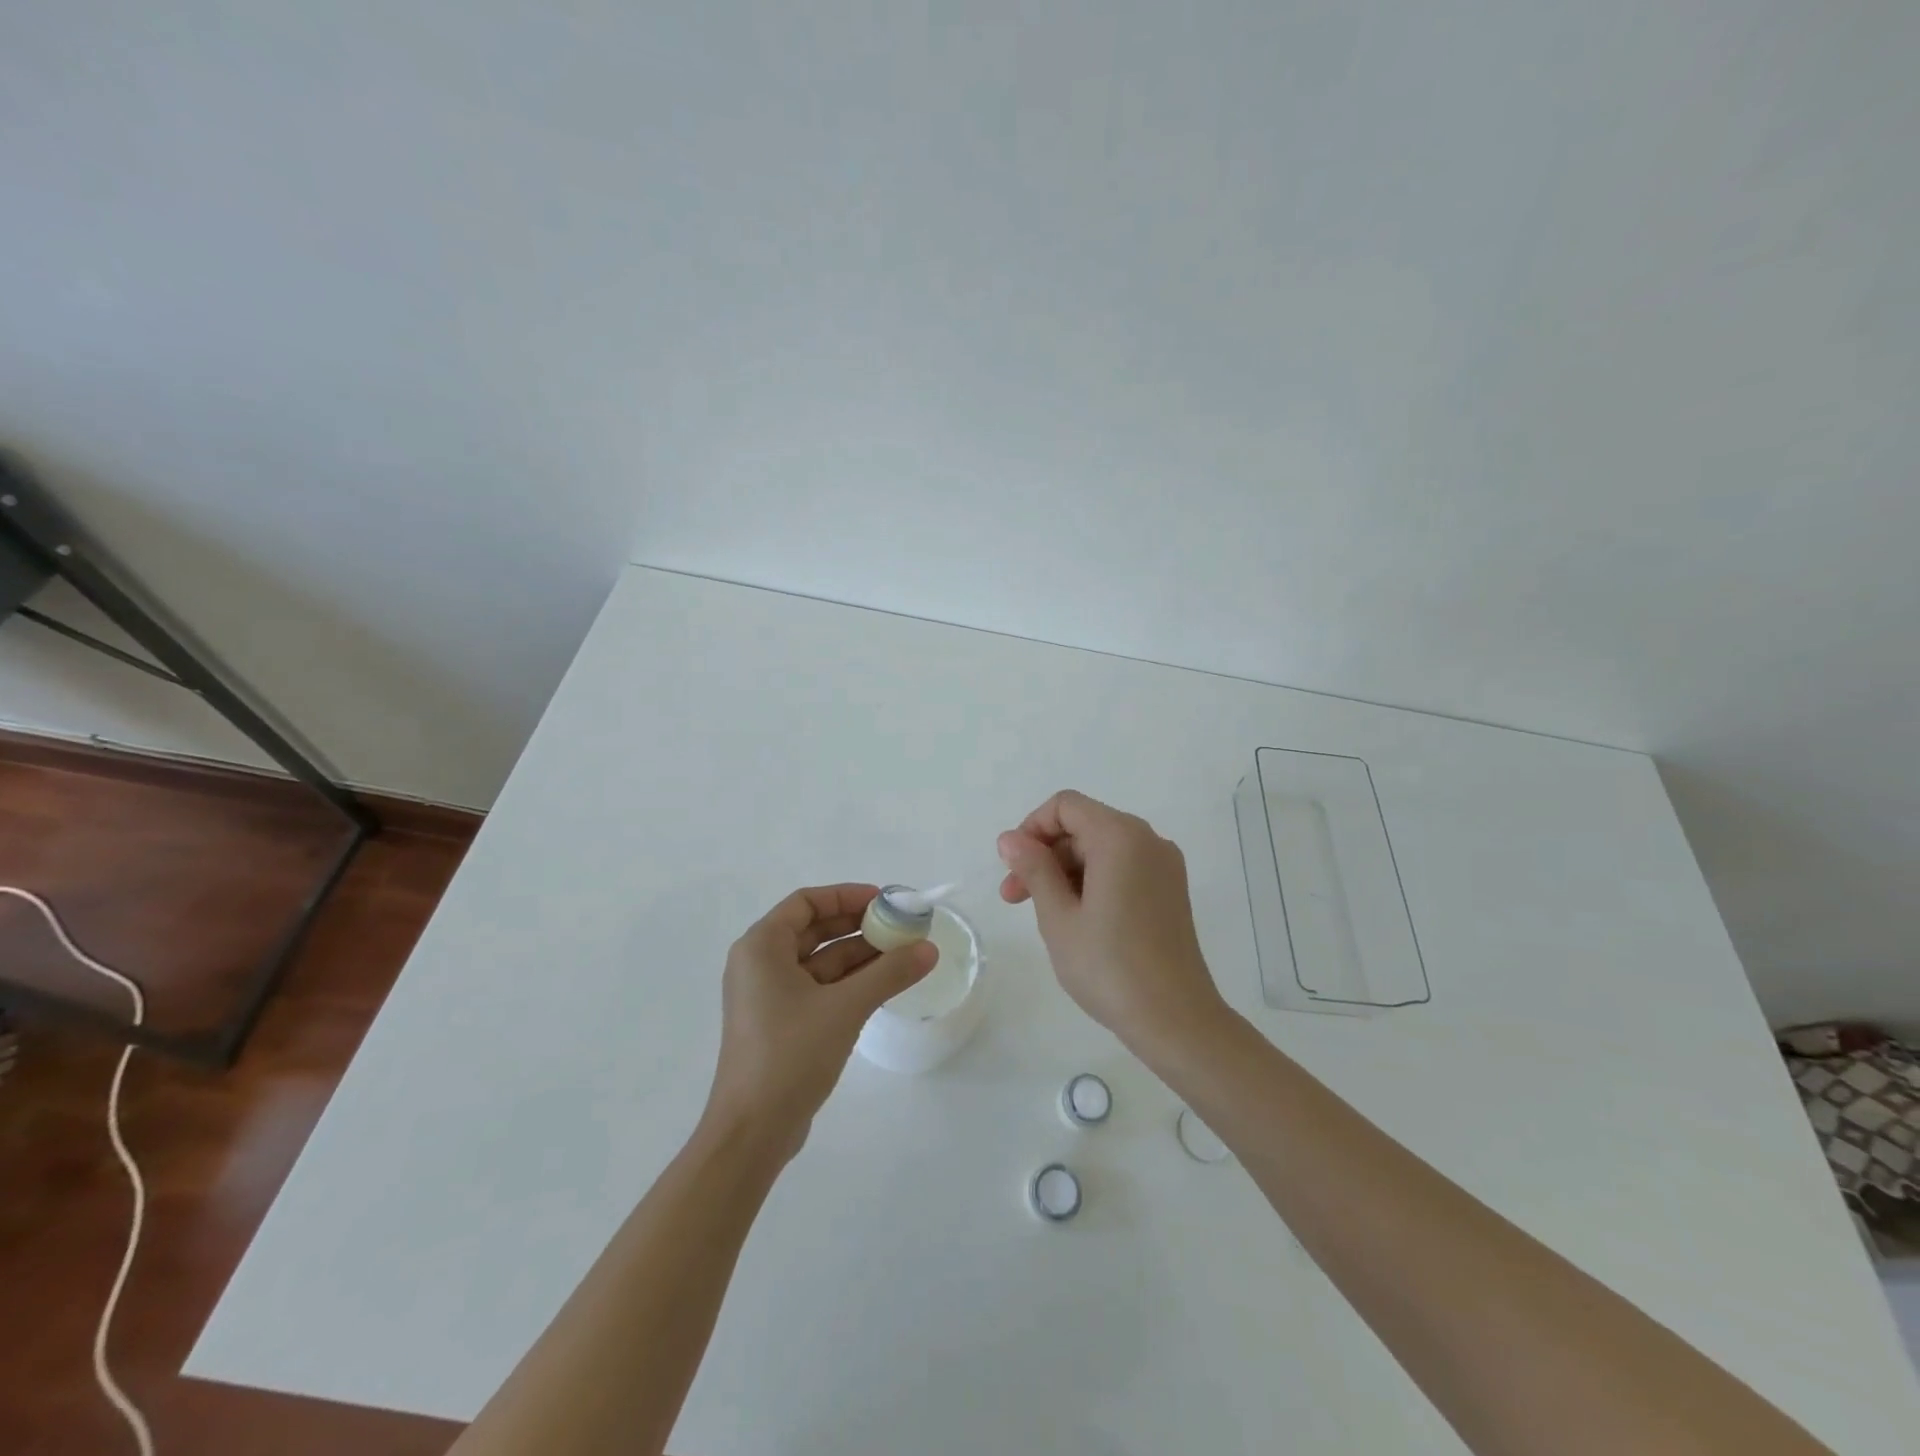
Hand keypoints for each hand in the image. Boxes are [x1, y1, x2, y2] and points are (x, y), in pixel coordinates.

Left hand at [706, 883, 937, 1157]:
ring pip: (820, 961)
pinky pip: (819, 988)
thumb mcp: (846, 1007)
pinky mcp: (781, 1023)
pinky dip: (849, 982)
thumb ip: (889, 973)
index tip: (884, 900)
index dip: (846, 895)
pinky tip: (883, 985)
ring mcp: (769, 996)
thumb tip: (929, 948)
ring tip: (903, 954)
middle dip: (858, 925)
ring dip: (859, 955)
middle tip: (900, 926)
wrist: (752, 1133)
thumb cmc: (790, 1055)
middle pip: (814, 929)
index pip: (806, 902)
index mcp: (761, 947)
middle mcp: (760, 964)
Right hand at [998, 791, 1225, 1052]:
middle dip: (1045, 855)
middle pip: (1083, 826)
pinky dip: (1093, 881)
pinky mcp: (1170, 890)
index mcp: (1120, 837)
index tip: (1012, 868)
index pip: (1065, 806)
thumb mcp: (1058, 916)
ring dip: (1065, 871)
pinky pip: (1122, 868)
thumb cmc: (1109, 966)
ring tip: (1043, 915)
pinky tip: (1077, 919)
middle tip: (1014, 899)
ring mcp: (1164, 866)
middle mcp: (1147, 840)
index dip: (1032, 828)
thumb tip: (1010, 838)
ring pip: (1101, 849)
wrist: (1176, 1019)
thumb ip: (1033, 869)